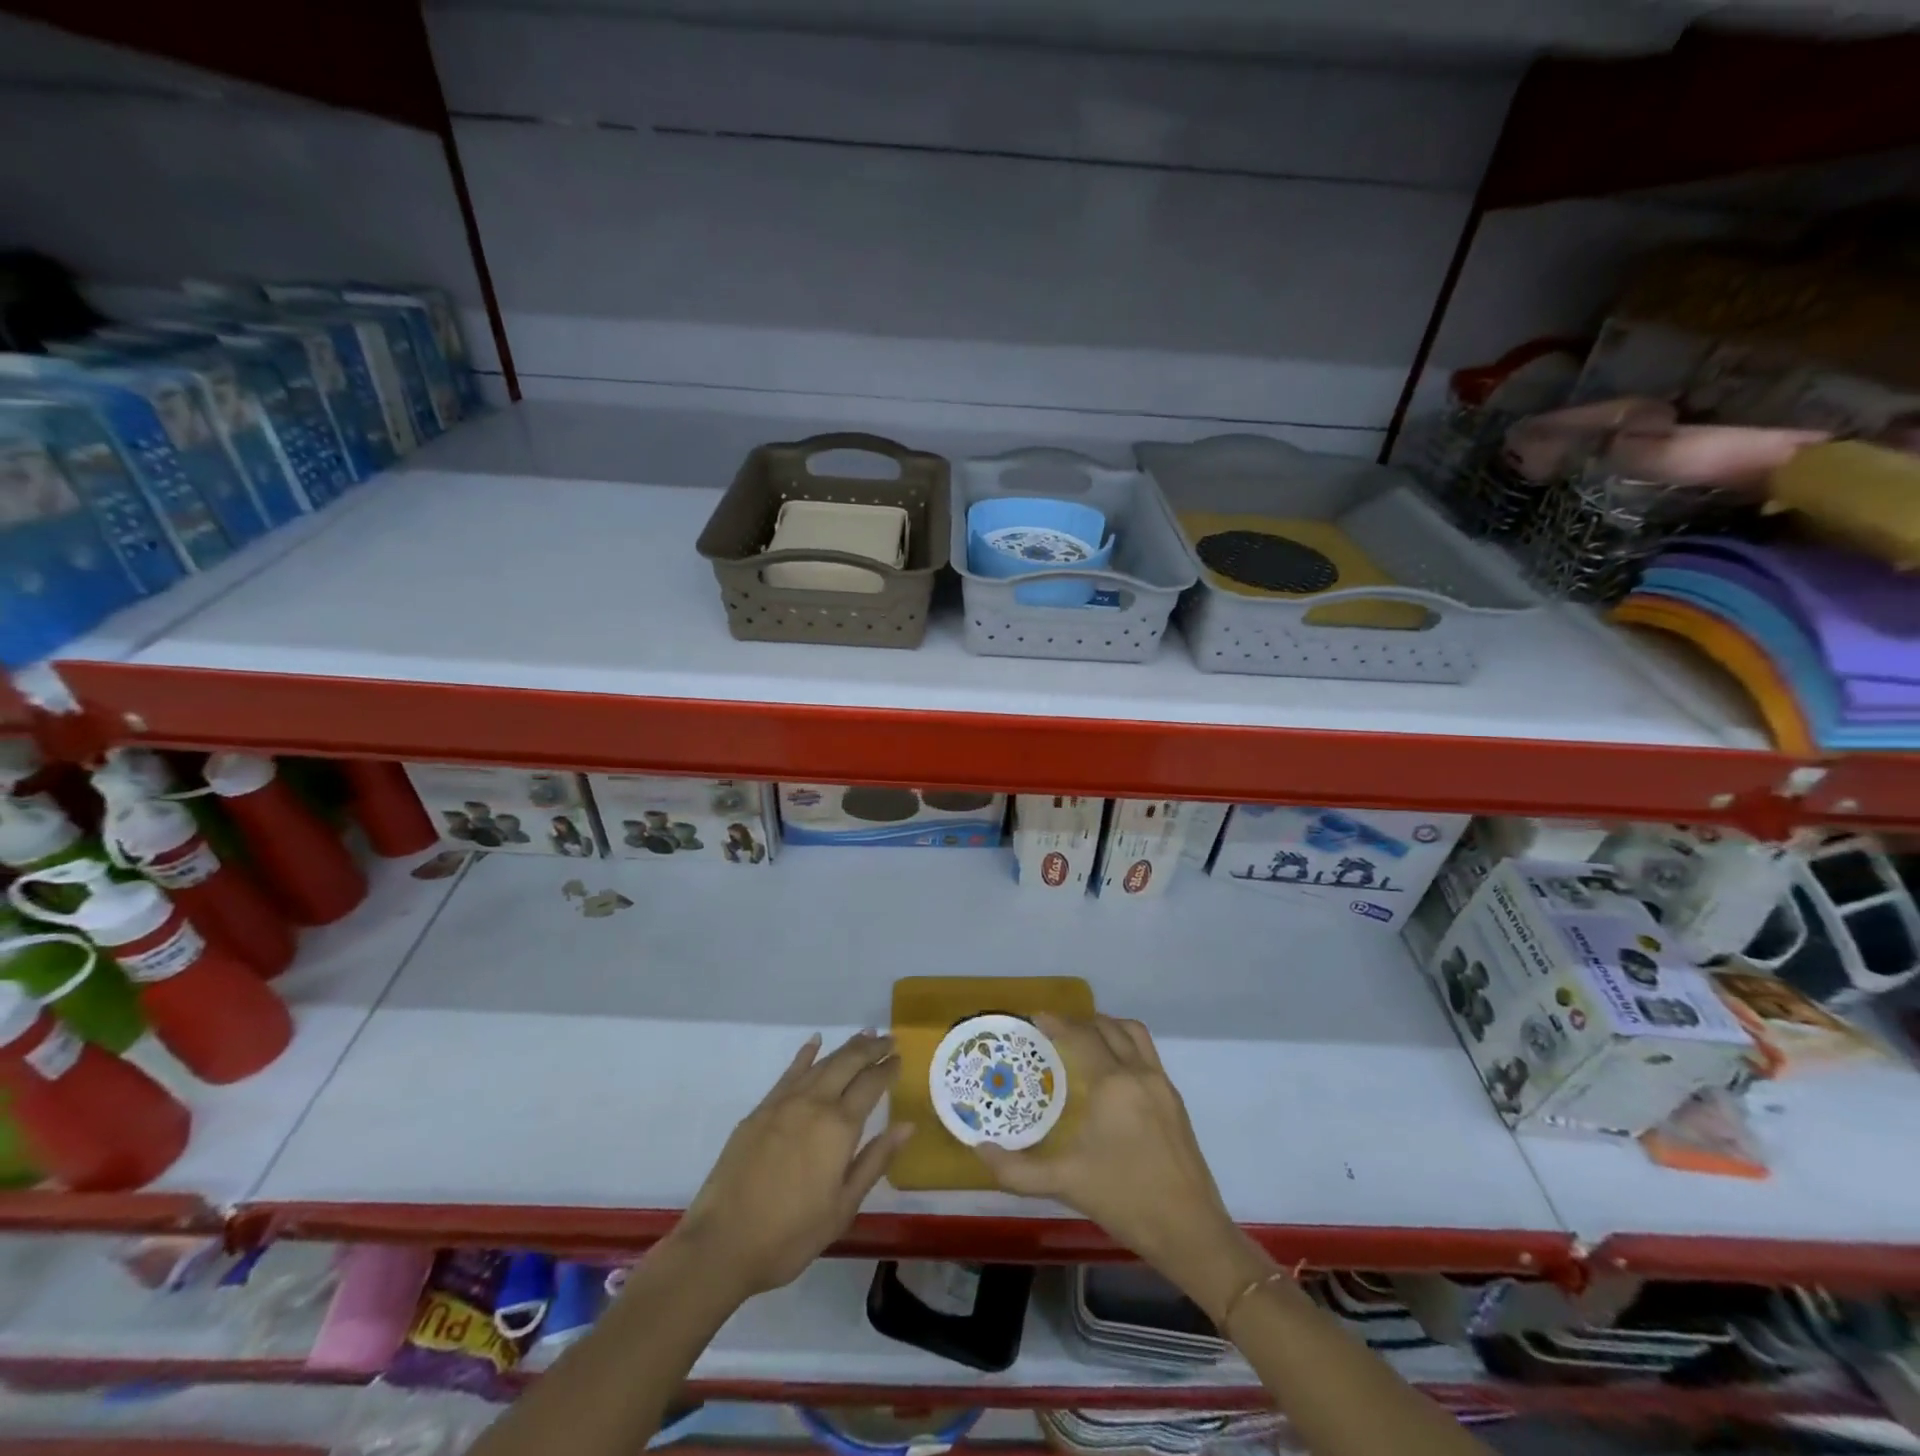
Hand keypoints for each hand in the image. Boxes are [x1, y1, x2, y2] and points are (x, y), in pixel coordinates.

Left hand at [676, 1031, 910, 1297]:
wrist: (722, 1243)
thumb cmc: (791, 1234)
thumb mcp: (843, 1207)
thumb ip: (875, 1161)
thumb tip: (907, 1125)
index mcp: (839, 1127)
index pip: (871, 1084)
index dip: (888, 1069)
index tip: (900, 1058)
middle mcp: (814, 1103)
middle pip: (848, 1063)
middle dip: (871, 1048)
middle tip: (889, 1039)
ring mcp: (784, 1103)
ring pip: (822, 1063)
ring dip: (845, 1048)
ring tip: (864, 1036)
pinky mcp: (761, 1110)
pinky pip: (790, 1072)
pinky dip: (806, 1055)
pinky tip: (815, 1042)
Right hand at [976, 1014, 1266, 1320]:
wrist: (1191, 1232)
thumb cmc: (1125, 1200)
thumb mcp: (1065, 1183)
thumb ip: (1017, 1169)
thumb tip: (979, 1150)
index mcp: (1113, 1084)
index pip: (1081, 1036)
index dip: (1057, 1023)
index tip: (1035, 1018)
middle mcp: (1140, 1073)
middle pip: (1109, 1028)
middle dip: (1080, 1022)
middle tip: (1055, 1031)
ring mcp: (1162, 1085)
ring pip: (1134, 1035)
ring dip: (1108, 1027)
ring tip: (1085, 1039)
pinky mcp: (1175, 1102)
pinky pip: (1147, 1055)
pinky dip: (1126, 1047)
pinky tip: (1111, 1074)